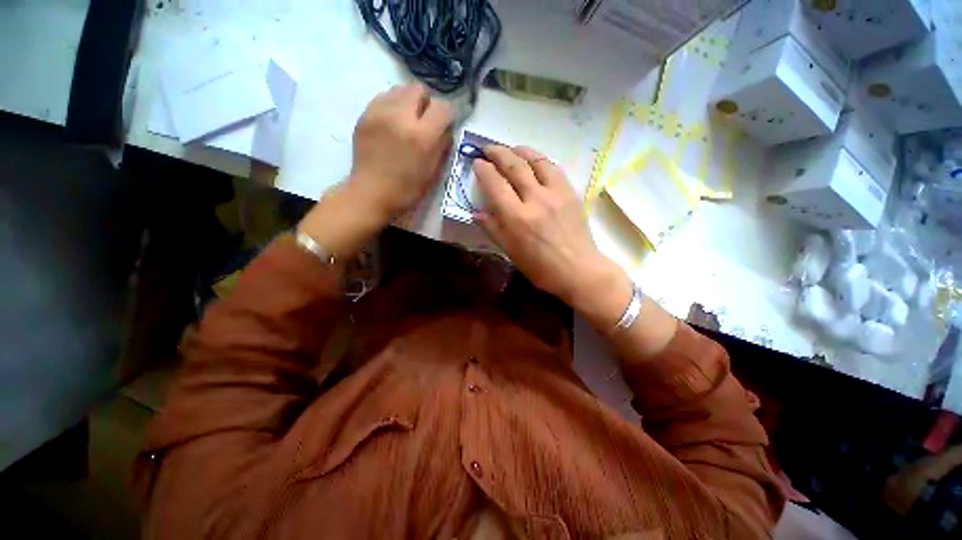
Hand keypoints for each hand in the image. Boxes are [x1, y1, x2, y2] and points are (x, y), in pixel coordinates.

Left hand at [348, 84, 453, 219]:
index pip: (442, 108)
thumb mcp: (433, 173)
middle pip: (419, 90)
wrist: (371, 193)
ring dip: (408, 102)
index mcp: (421, 136)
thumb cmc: (407, 189)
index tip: (445, 124)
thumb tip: (446, 128)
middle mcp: (401, 117)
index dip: (447, 115)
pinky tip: (392, 124)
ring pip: (400, 90)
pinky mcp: (365, 115)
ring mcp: (379, 113)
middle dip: (426, 103)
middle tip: (424, 122)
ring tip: (406, 122)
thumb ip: (442, 146)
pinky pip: (383, 98)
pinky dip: (392, 106)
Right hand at [473, 146, 629, 318]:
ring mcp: (555, 193)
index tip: (477, 163)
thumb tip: (476, 212)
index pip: (495, 184)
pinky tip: (535, 161)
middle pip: (514, 165)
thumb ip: (492, 229)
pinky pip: (554, 168)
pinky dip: (540, 160)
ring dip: (520, 151)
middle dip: (498, 152)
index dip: (483, 169)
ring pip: (536, 160)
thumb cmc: (540, 267)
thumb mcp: (510, 251)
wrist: (577, 269)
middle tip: (488, 149)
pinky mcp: (570, 192)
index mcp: (516, 218)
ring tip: (511, 149)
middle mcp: (534, 199)